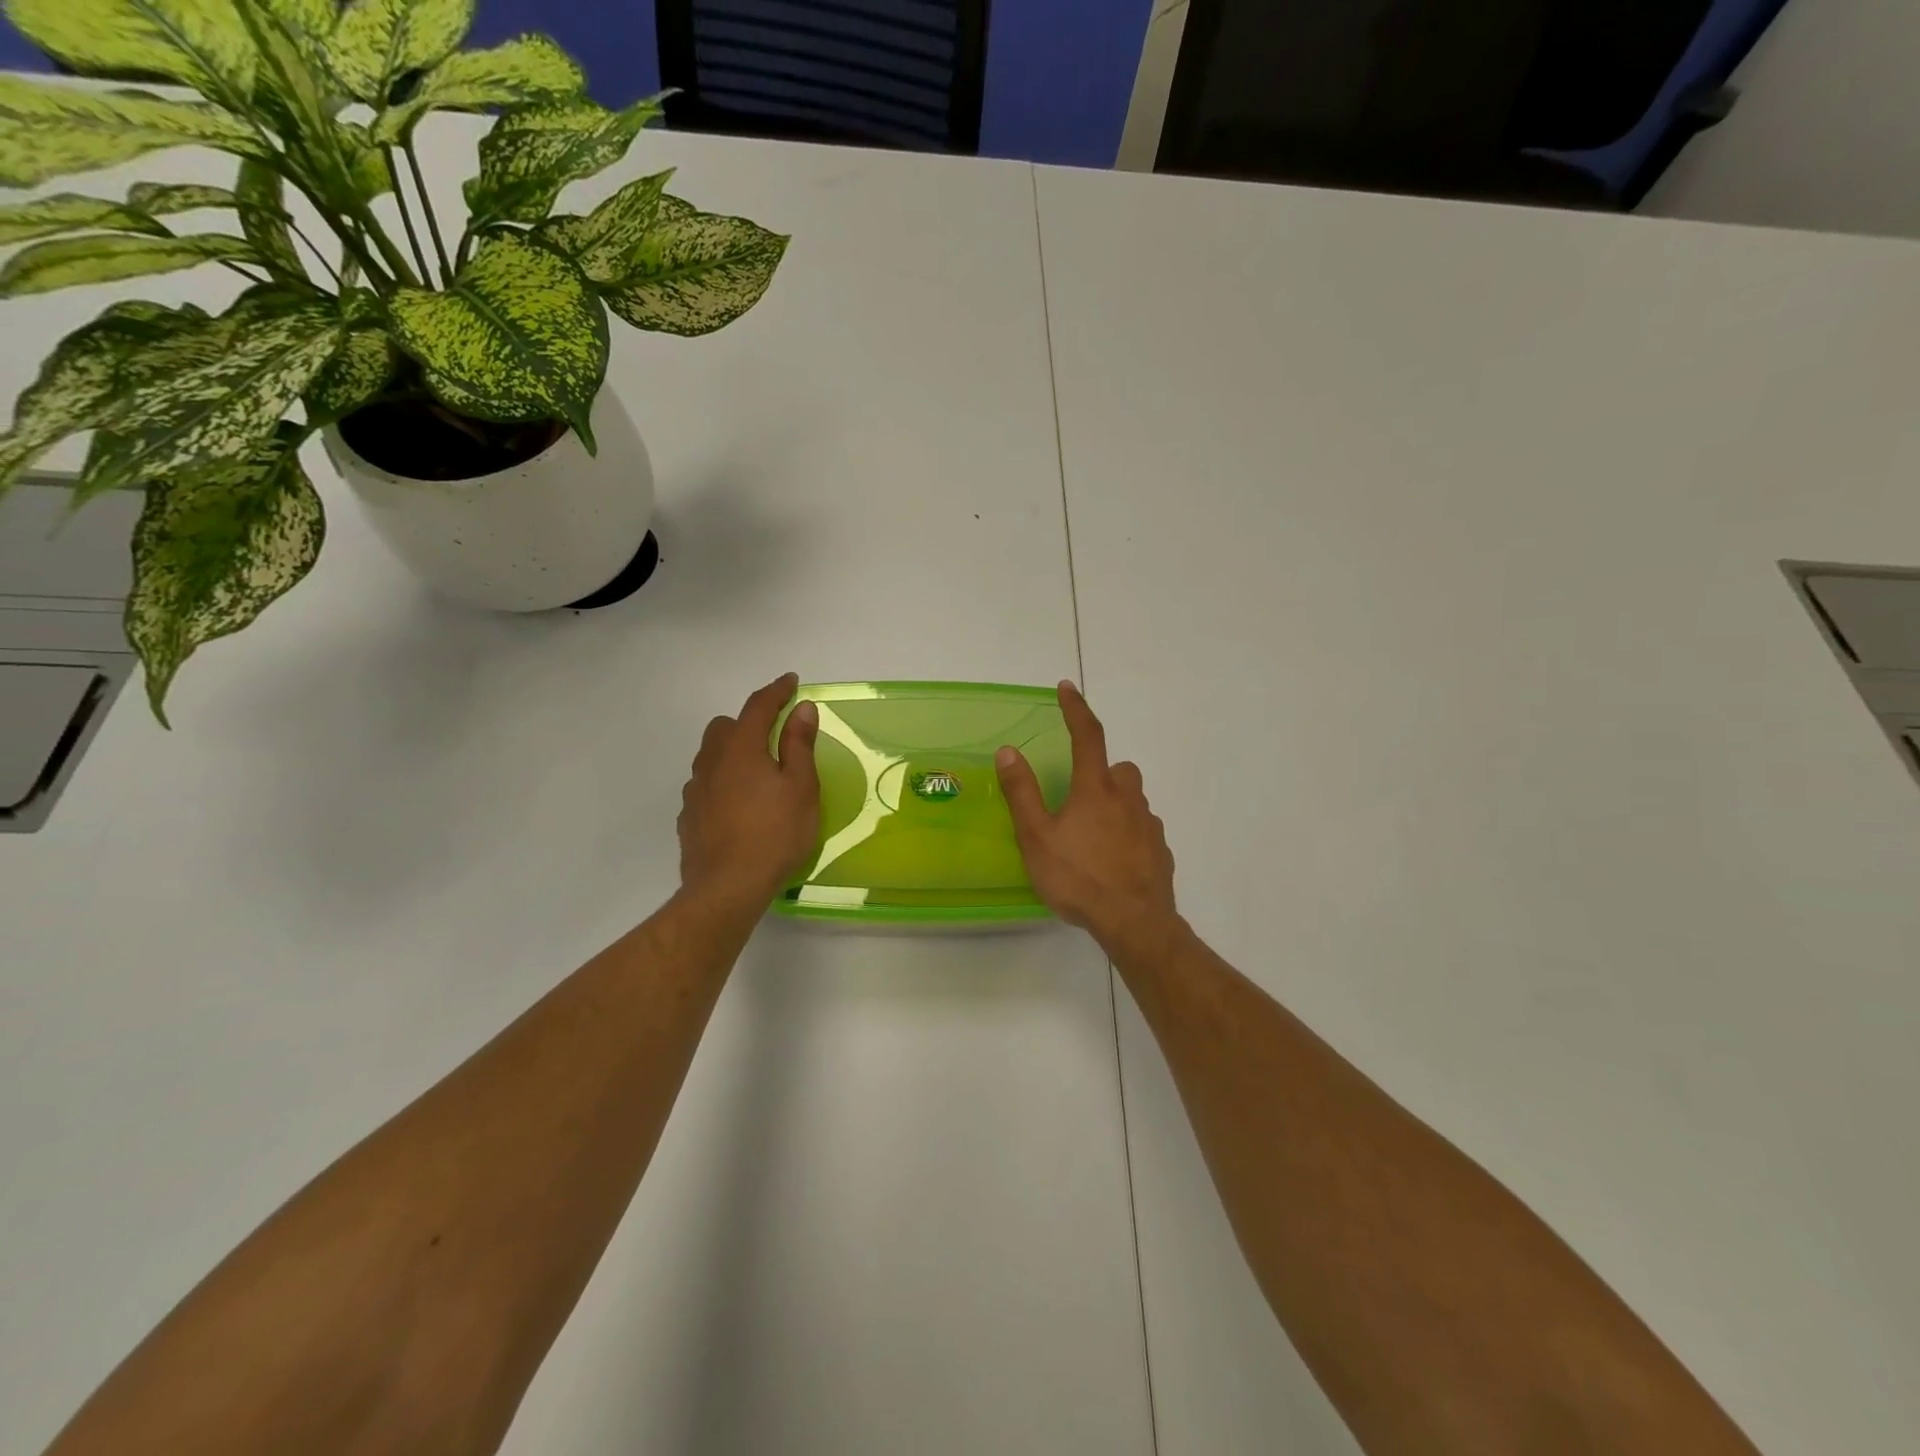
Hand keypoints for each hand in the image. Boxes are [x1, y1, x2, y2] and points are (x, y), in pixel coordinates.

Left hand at [678, 673, 820, 910]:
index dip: (777, 691)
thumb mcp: (801, 788)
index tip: (791, 681)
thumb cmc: (775, 834)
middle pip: (724, 727)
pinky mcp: (688, 817)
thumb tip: (802, 709)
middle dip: (748, 723)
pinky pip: (705, 785)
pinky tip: (738, 805)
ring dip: (732, 753)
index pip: (758, 706)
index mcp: (741, 748)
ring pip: (710, 756)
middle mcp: (712, 761)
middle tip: (773, 736)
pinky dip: (722, 782)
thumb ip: (799, 745)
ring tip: (756, 773)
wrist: (726, 888)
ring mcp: (695, 790)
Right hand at [995, 681, 1183, 962]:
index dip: (1075, 709)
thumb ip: (1022, 793)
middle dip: (1101, 772)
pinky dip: (1128, 834)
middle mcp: (1127, 799)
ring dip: (1115, 804)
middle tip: (1078, 796)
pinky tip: (1114, 860)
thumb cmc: (1079, 877)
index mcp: (1096, 789)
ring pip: (1133, 800)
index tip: (1066, 688)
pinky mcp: (1161, 851)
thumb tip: (1008, 751)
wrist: (1135, 922)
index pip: (1087, 735)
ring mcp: (1149, 825)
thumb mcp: (1037, 837)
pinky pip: (1143, 830)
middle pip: (1118, 769)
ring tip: (1092, 835)